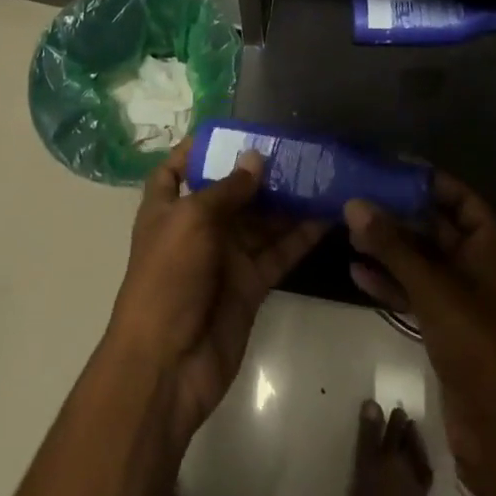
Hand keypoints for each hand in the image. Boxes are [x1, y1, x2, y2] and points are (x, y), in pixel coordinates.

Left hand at [106, 139, 327, 449]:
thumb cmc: (168, 279)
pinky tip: (328, 214)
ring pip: (261, 219)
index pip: (176, 169)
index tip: (231, 129)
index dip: (196, 149)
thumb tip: (256, 158)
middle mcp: (196, 228)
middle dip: (259, 170)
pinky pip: (278, 252)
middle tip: (298, 147)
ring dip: (287, 199)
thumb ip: (227, 189)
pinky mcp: (250, 285)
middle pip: (230, 191)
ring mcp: (225, 258)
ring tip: (321, 172)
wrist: (168, 366)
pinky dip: (301, 235)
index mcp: (168, 208)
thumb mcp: (191, 221)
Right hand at [344, 176, 495, 495]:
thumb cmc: (475, 341)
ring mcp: (468, 295)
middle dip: (398, 216)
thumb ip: (392, 244)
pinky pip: (419, 290)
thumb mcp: (432, 286)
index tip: (386, 169)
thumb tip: (354, 204)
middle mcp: (485, 263)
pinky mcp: (451, 323)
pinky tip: (357, 272)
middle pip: (437, 226)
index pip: (459, 196)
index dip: (424, 181)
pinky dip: (393, 281)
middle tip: (358, 199)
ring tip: (349, 233)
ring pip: (424, 260)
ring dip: (390, 248)